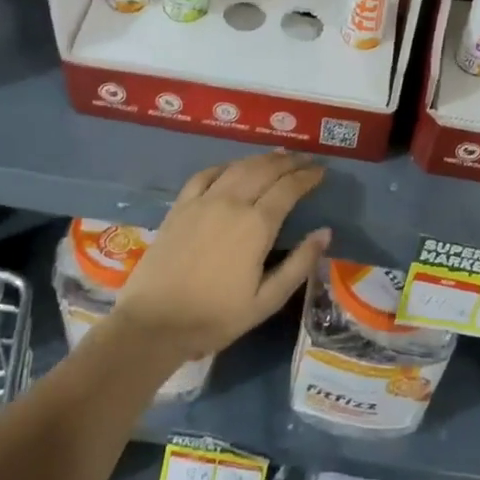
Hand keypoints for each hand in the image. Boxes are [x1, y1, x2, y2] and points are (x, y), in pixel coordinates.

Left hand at [115, 152, 330, 360]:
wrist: (154, 323)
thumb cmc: (215, 317)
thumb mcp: (266, 301)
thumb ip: (299, 264)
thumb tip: (325, 232)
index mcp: (256, 225)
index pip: (288, 189)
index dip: (307, 177)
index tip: (321, 172)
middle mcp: (231, 203)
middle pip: (265, 170)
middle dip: (289, 162)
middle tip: (305, 159)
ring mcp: (202, 202)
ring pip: (238, 168)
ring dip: (261, 159)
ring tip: (277, 156)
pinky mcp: (180, 207)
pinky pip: (205, 175)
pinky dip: (225, 165)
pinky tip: (233, 166)